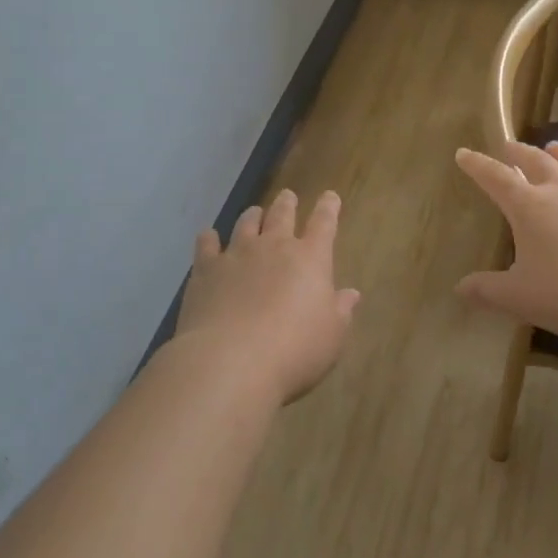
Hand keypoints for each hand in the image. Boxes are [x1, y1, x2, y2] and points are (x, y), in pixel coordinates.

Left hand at [173, 189, 360, 404]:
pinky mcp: (206, 269)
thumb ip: (341, 311)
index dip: (329, 208)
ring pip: (246, 224)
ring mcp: (237, 254)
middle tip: (288, 196)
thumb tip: (351, 293)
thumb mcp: (332, 336)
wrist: (231, 360)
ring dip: (252, 216)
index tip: (330, 196)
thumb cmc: (294, 350)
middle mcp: (273, 247)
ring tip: (254, 213)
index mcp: (310, 259)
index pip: (324, 224)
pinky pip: (207, 244)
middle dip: (287, 204)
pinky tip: (208, 237)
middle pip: (282, 215)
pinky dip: (209, 238)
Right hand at [455, 142, 557, 352]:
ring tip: (554, 146)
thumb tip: (459, 288)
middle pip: (537, 162)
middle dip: (519, 153)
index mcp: (529, 207)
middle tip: (509, 147)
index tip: (463, 154)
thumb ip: (487, 291)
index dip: (477, 165)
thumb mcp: (519, 298)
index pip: (495, 178)